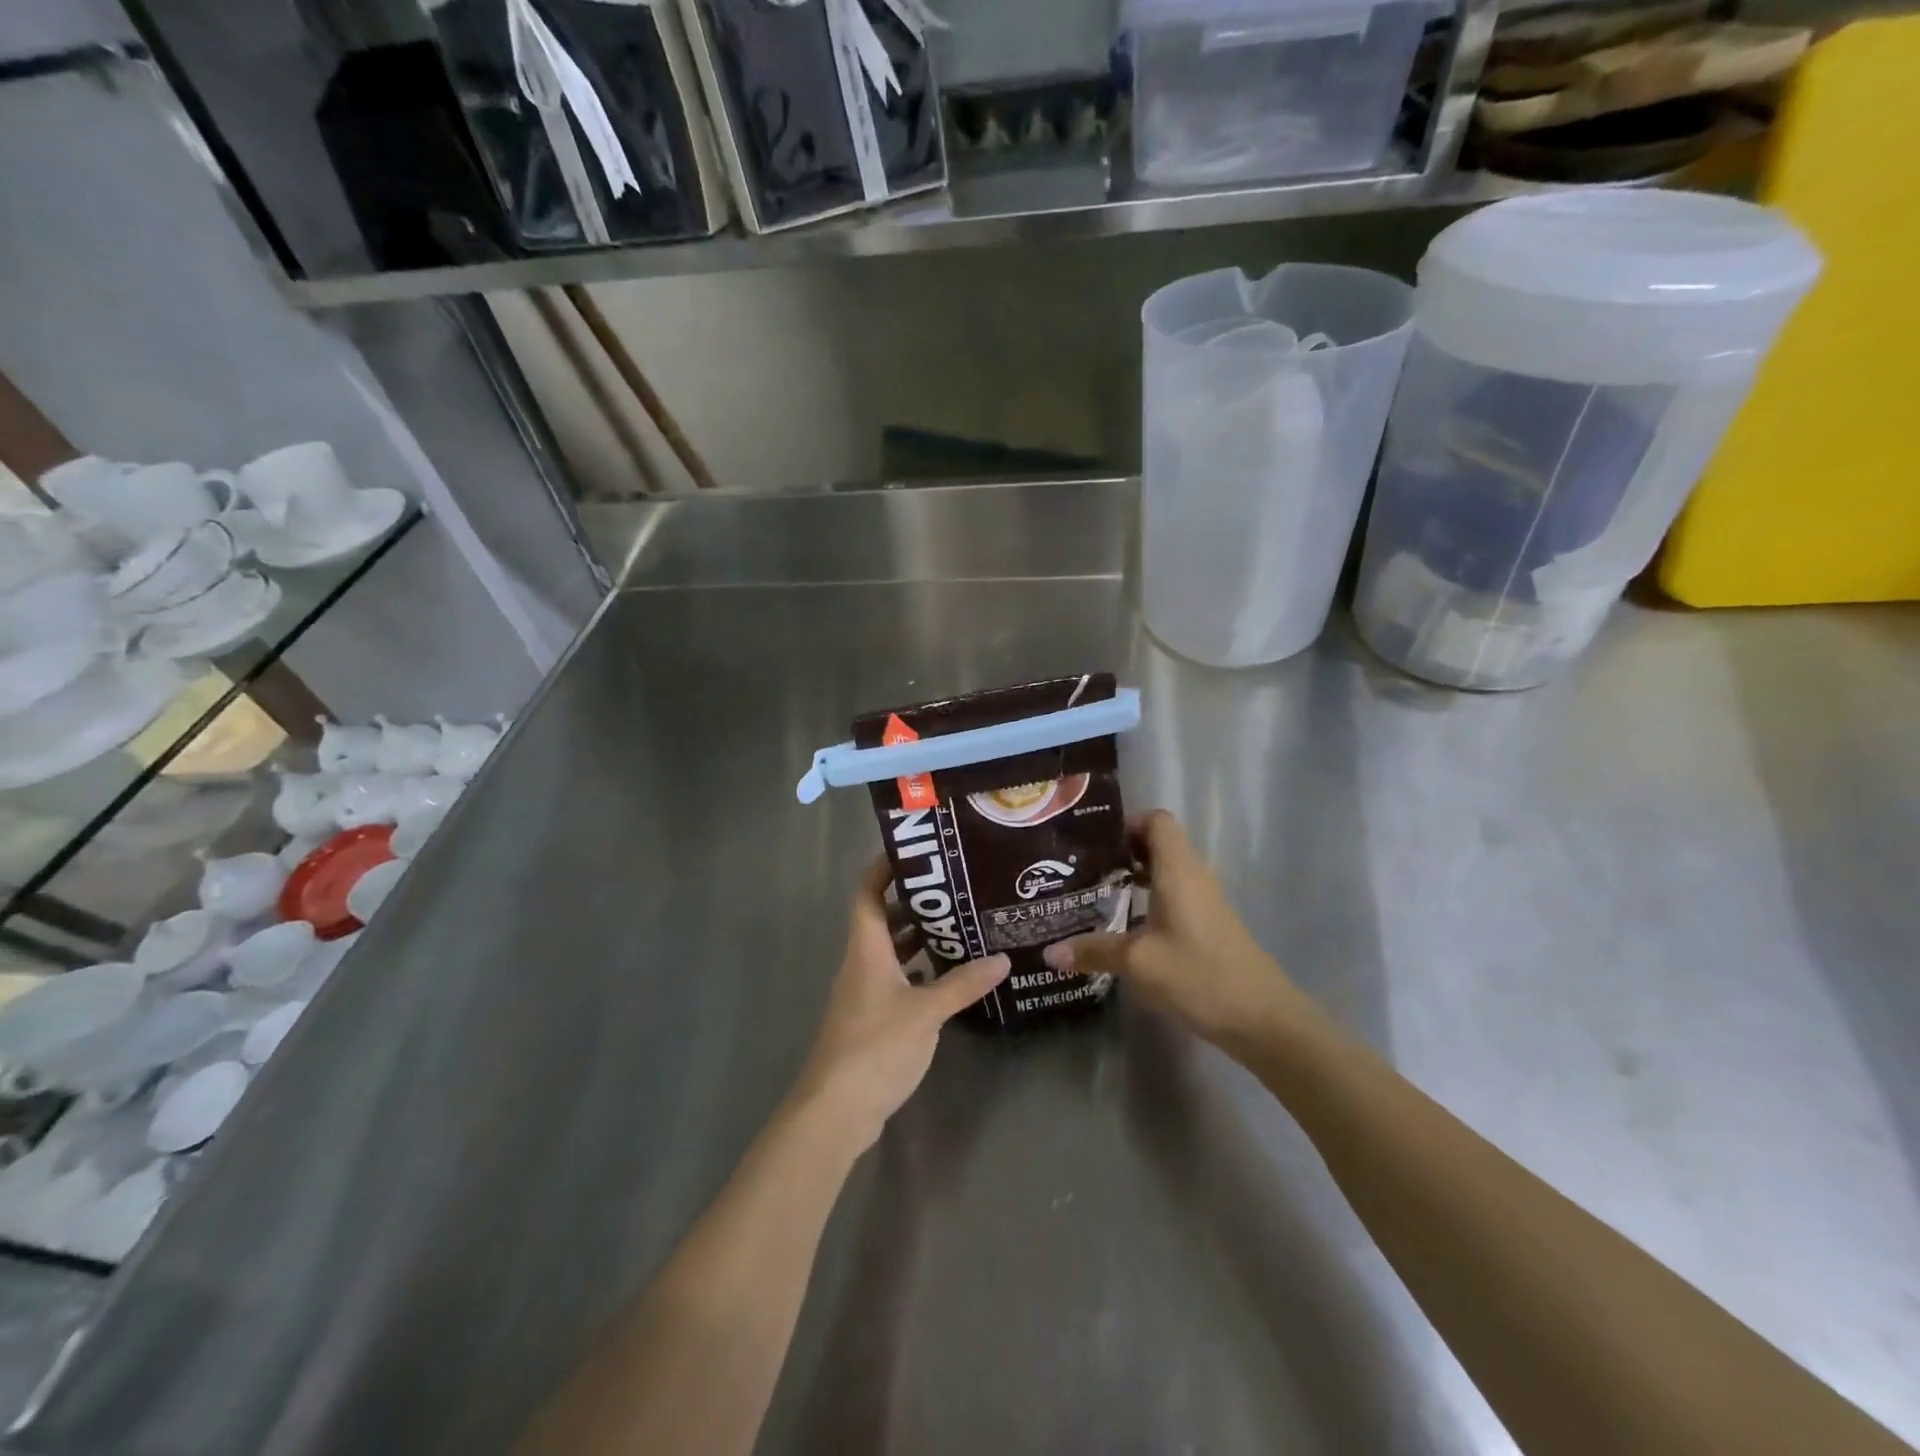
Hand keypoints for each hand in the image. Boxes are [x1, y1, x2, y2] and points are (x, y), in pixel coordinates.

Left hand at [789, 858, 1009, 1151]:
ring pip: (891, 952)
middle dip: (914, 903)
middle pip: (883, 920)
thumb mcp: (926, 1012)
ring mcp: (865, 994)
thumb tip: (1003, 959)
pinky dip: (919, 972)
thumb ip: (963, 984)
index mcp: (866, 950)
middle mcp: (861, 964)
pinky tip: (948, 976)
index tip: (914, 851)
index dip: (883, 869)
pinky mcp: (872, 1020)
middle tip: (955, 889)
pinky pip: (897, 980)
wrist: (836, 1109)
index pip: (868, 894)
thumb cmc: (875, 1046)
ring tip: (960, 926)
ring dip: (918, 938)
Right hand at [1044, 810, 1308, 1054]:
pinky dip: (1146, 899)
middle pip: (1157, 844)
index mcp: (1178, 870)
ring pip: (1163, 872)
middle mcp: (1192, 876)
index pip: (1156, 820)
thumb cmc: (1199, 975)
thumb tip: (1049, 952)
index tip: (1091, 842)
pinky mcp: (1206, 925)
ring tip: (1093, 893)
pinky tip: (1122, 926)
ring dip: (1132, 877)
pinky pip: (1172, 895)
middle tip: (1081, 868)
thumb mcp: (1138, 962)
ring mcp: (1203, 901)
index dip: (1126, 823)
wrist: (1262, 1018)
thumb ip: (1094, 951)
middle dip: (1119, 851)